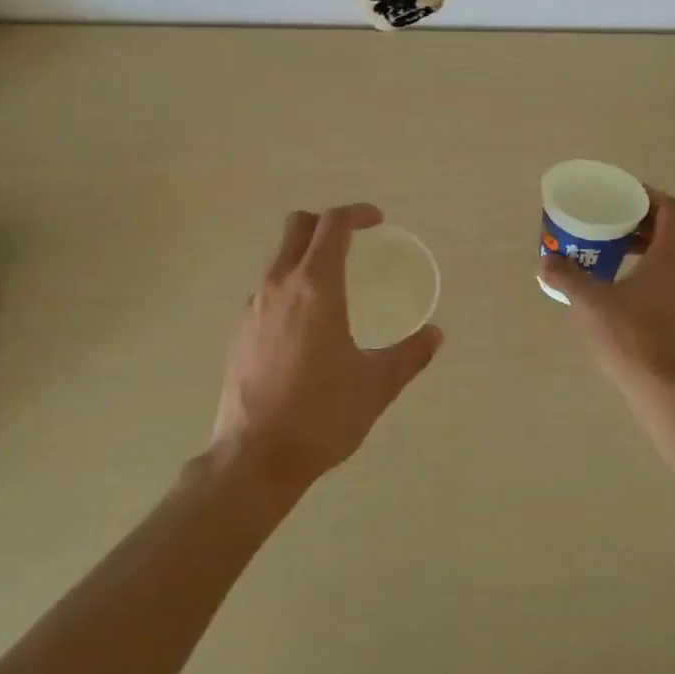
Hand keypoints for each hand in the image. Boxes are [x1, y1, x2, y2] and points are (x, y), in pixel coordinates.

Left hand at [213, 204, 442, 488]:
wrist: (253, 460)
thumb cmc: (321, 415)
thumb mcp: (376, 386)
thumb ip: (409, 355)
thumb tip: (435, 335)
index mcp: (316, 288)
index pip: (332, 225)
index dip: (357, 214)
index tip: (378, 222)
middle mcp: (279, 286)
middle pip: (297, 226)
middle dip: (326, 222)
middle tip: (354, 242)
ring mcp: (253, 308)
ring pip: (279, 257)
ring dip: (306, 253)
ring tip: (334, 284)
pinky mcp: (239, 332)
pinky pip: (267, 288)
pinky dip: (290, 285)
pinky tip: (307, 323)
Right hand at [538, 189, 674, 399]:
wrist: (666, 392)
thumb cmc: (632, 338)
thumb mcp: (591, 303)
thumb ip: (566, 277)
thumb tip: (545, 262)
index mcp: (670, 257)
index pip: (669, 208)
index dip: (647, 195)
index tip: (620, 195)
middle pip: (666, 230)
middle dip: (635, 221)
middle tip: (604, 221)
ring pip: (664, 256)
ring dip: (637, 248)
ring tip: (603, 251)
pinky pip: (661, 279)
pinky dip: (640, 271)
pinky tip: (612, 288)